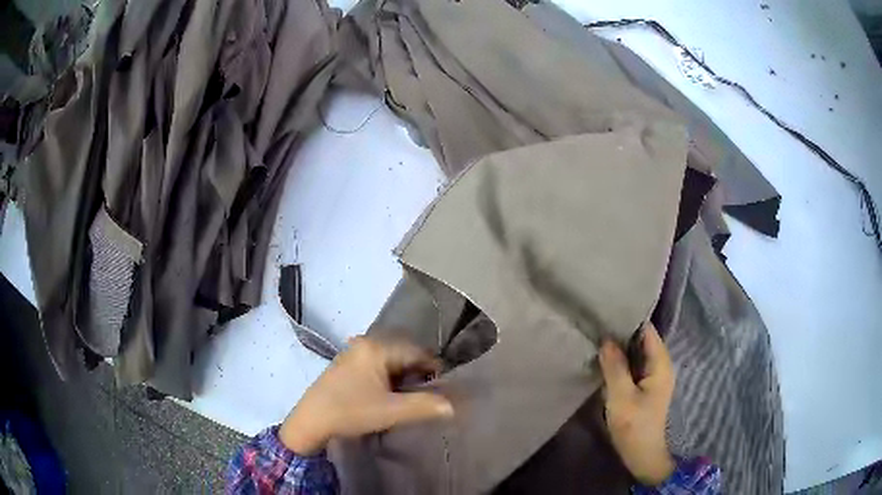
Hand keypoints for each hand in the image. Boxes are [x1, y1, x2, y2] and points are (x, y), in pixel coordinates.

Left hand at [279, 336, 453, 453]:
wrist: (310, 421)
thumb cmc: (351, 412)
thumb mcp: (391, 411)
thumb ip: (425, 406)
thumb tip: (452, 406)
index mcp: (376, 347)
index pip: (417, 352)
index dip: (433, 370)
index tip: (443, 389)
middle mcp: (365, 343)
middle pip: (404, 354)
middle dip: (418, 374)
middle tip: (426, 396)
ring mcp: (353, 352)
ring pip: (391, 361)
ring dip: (403, 378)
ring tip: (409, 398)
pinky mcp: (347, 364)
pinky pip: (377, 365)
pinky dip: (388, 378)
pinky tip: (388, 395)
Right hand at [599, 322, 676, 485]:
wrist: (642, 454)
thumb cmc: (634, 426)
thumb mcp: (621, 396)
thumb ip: (615, 367)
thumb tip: (606, 340)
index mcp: (660, 364)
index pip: (648, 331)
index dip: (630, 320)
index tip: (608, 311)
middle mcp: (660, 365)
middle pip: (643, 340)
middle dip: (623, 333)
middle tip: (598, 324)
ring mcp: (653, 377)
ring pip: (637, 353)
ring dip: (621, 348)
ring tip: (598, 337)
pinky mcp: (645, 387)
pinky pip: (634, 366)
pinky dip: (621, 361)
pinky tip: (605, 359)